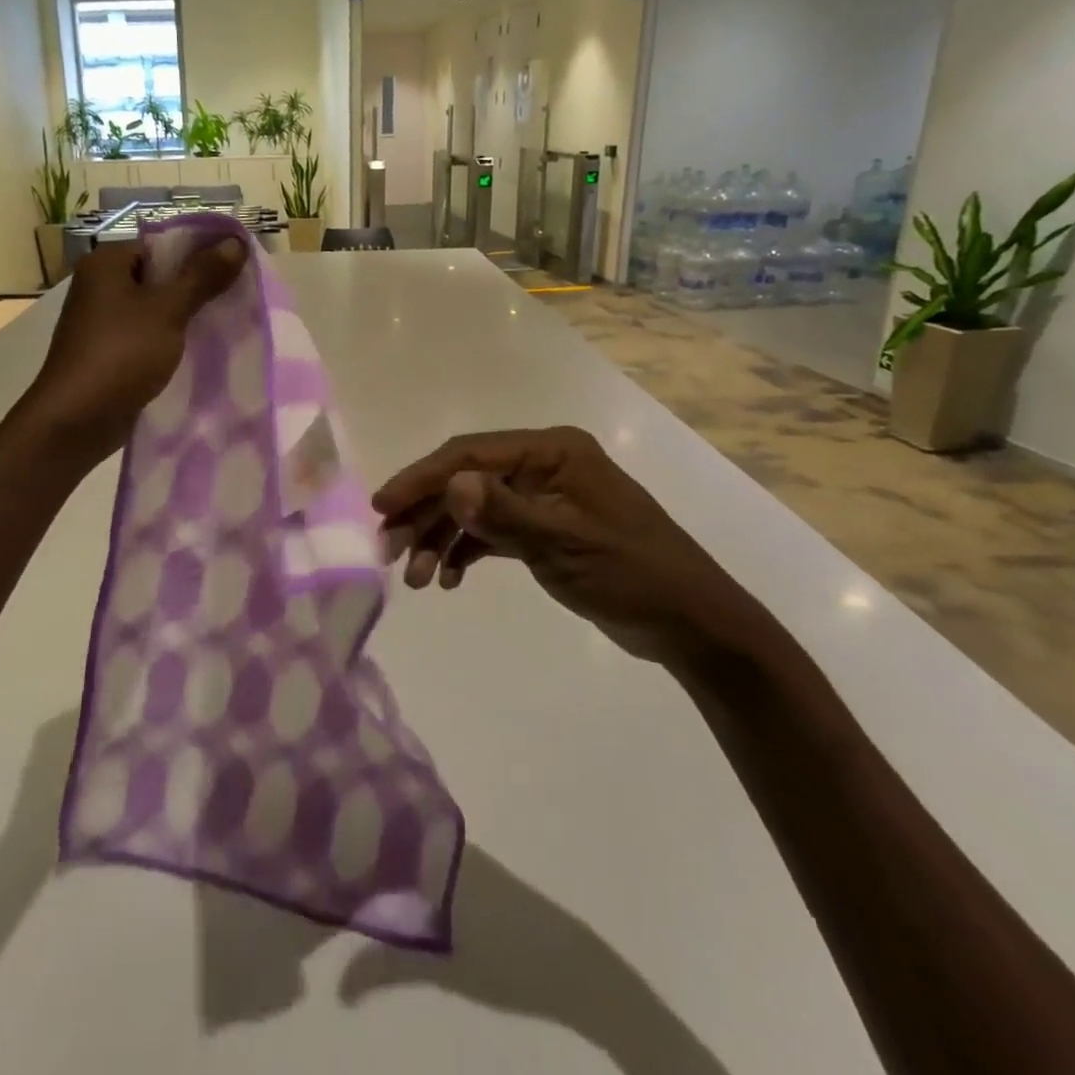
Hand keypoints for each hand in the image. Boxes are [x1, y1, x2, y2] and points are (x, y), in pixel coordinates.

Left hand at [24, 237, 246, 461]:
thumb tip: (236, 241)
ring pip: (156, 309)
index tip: (237, 265)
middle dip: (198, 286)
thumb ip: (202, 276)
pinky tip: (202, 350)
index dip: (200, 251)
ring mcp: (102, 322)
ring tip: (228, 321)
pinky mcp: (109, 353)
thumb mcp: (167, 310)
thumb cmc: (120, 354)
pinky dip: (171, 340)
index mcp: (106, 263)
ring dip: (186, 316)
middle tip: (240, 294)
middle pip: (159, 276)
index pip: (161, 244)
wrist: (76, 421)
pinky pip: (148, 336)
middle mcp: (100, 286)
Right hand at [373, 427, 769, 670]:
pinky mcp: (543, 528)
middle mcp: (541, 465)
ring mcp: (542, 496)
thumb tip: (451, 484)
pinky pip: (491, 532)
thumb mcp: (565, 543)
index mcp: (550, 451)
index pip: (470, 455)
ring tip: (417, 579)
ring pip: (473, 508)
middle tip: (390, 552)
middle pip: (465, 480)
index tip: (383, 507)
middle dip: (425, 514)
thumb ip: (504, 514)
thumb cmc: (632, 574)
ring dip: (441, 538)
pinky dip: (467, 551)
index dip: (421, 479)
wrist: (691, 624)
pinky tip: (449, 579)